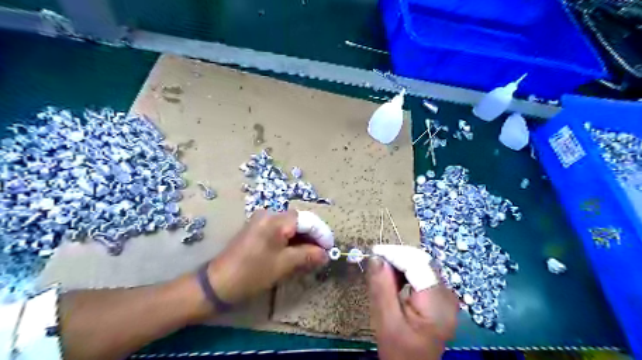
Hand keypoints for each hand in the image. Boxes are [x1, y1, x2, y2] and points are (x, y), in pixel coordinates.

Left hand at [206, 209, 327, 305]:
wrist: (218, 283)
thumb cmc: (253, 272)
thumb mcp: (284, 264)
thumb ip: (308, 255)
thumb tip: (325, 254)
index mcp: (276, 220)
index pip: (307, 220)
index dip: (322, 234)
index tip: (331, 249)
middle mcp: (269, 214)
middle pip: (299, 221)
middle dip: (313, 237)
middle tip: (322, 254)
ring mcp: (261, 221)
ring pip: (290, 227)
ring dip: (303, 239)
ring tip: (312, 256)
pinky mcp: (257, 229)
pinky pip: (280, 231)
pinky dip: (291, 240)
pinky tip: (296, 253)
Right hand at [370, 255, 459, 359]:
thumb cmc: (400, 351)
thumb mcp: (386, 321)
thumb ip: (382, 288)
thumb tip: (376, 258)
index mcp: (437, 304)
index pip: (417, 265)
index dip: (395, 254)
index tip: (373, 252)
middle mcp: (448, 295)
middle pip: (422, 263)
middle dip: (397, 258)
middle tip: (375, 262)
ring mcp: (446, 295)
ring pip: (422, 265)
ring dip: (400, 263)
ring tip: (382, 270)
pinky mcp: (441, 296)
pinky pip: (422, 274)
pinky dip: (406, 272)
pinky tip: (394, 278)